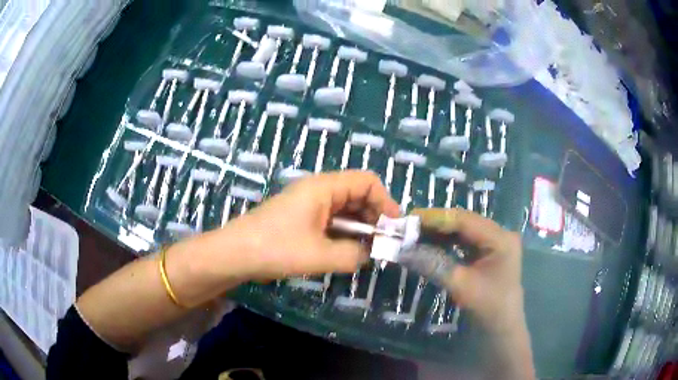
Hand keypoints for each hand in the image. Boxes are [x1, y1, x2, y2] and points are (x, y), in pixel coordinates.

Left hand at [230, 170, 399, 278]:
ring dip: (360, 228)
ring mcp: (309, 204)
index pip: (367, 181)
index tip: (393, 229)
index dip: (386, 202)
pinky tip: (346, 251)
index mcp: (324, 187)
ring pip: (345, 209)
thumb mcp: (320, 255)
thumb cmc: (275, 249)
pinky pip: (331, 221)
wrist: (234, 254)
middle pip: (358, 194)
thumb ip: (354, 255)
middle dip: (374, 217)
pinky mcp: (301, 218)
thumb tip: (370, 254)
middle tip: (382, 245)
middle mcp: (318, 190)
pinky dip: (344, 233)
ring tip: (367, 251)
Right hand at [412, 208, 523, 330]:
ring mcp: (495, 241)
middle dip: (436, 224)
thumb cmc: (487, 307)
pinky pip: (465, 241)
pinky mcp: (488, 251)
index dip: (436, 218)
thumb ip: (433, 264)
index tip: (410, 218)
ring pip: (463, 230)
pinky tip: (429, 244)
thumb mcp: (460, 285)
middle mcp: (499, 233)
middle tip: (408, 226)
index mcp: (500, 238)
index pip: (464, 220)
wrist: (502, 327)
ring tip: (415, 234)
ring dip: (440, 232)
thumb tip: (402, 251)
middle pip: (464, 222)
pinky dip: (447, 242)